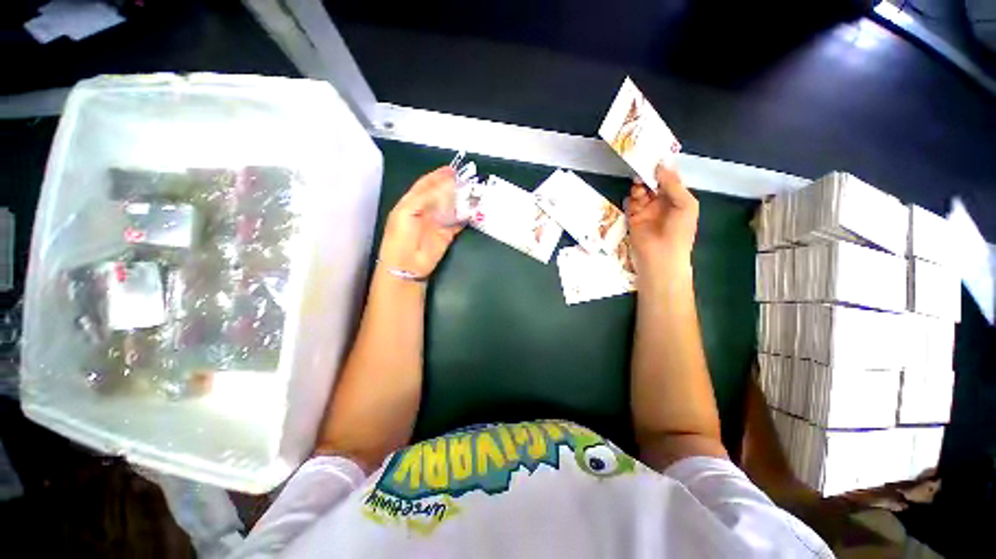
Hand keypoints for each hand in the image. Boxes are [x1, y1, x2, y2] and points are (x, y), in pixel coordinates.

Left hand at [378, 167, 463, 277]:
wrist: (407, 264)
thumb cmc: (402, 236)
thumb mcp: (407, 211)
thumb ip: (424, 197)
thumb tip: (443, 185)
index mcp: (412, 202)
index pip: (426, 185)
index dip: (437, 176)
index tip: (452, 169)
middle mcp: (426, 210)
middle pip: (441, 195)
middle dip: (452, 186)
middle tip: (467, 179)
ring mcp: (437, 222)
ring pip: (451, 207)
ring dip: (461, 200)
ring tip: (473, 191)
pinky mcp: (447, 234)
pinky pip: (458, 223)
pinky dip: (465, 217)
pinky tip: (473, 210)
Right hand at [625, 163, 698, 271]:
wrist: (661, 256)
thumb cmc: (679, 230)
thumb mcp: (685, 204)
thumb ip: (673, 184)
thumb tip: (662, 164)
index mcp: (678, 198)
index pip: (669, 179)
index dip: (664, 168)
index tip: (656, 156)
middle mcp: (662, 202)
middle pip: (653, 183)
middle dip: (649, 175)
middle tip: (643, 167)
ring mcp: (646, 210)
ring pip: (641, 192)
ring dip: (640, 186)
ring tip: (640, 185)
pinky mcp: (633, 218)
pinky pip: (631, 203)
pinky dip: (631, 197)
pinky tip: (635, 195)